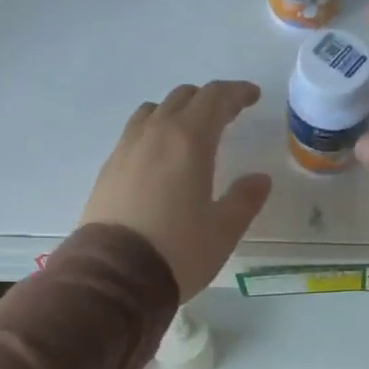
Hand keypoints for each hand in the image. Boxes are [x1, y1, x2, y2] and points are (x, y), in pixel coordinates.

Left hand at [80, 81, 272, 300]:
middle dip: (208, 100)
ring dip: (176, 112)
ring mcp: (126, 149)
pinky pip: (134, 134)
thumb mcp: (223, 230)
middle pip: (182, 97)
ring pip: (153, 112)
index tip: (252, 96)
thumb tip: (260, 179)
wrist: (115, 275)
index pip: (215, 98)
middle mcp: (154, 134)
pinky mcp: (108, 170)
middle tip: (227, 114)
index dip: (236, 93)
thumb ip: (245, 199)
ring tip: (190, 132)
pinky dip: (154, 132)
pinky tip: (160, 158)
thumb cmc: (178, 251)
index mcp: (188, 140)